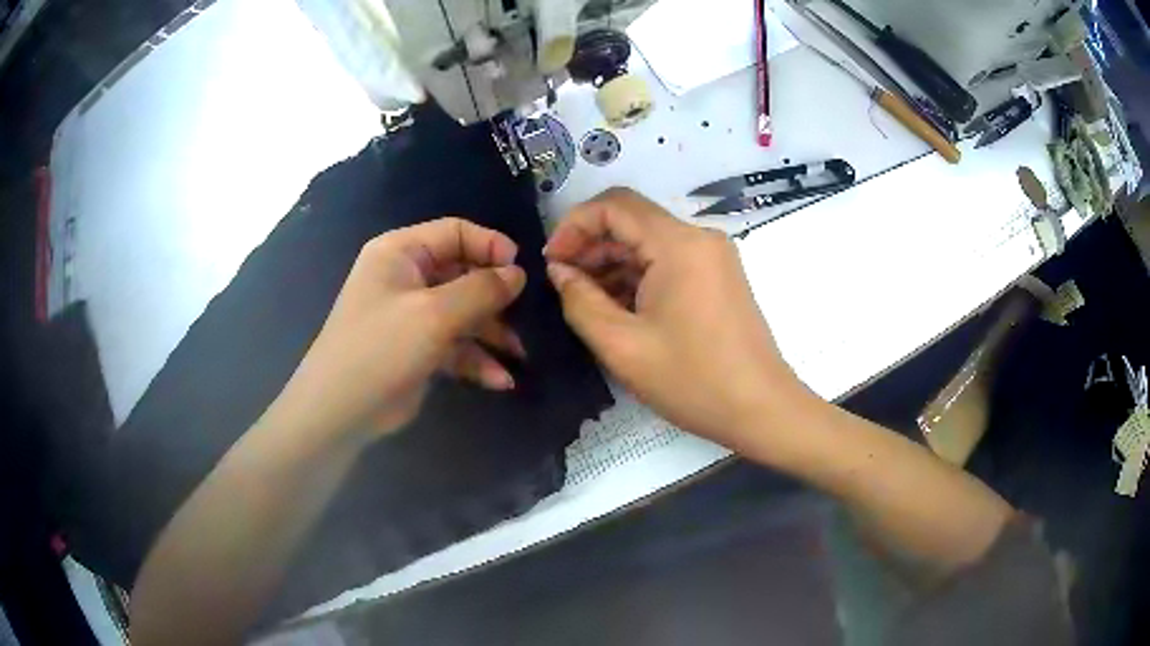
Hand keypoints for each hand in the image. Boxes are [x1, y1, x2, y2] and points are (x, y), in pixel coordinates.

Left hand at [268, 218, 526, 443]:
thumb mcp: (434, 314)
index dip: (490, 246)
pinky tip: (500, 380)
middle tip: (525, 318)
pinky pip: (455, 345)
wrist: (340, 411)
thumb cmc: (381, 349)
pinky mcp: (418, 349)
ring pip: (463, 313)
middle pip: (463, 274)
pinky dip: (476, 359)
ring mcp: (412, 315)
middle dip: (496, 298)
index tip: (522, 270)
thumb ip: (481, 290)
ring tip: (520, 355)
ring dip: (492, 334)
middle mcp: (406, 278)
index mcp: (401, 253)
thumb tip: (518, 273)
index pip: (455, 233)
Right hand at [544, 188, 808, 453]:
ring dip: (612, 263)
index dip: (574, 224)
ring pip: (649, 242)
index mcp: (678, 244)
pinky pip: (668, 261)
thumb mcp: (622, 346)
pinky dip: (638, 276)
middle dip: (591, 246)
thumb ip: (580, 301)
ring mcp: (713, 256)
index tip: (551, 261)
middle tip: (562, 284)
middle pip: (632, 221)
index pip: (615, 204)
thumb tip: (560, 271)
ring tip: (584, 300)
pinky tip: (618, 307)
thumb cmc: (693, 381)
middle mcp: (699, 237)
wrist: (761, 408)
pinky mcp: (718, 276)